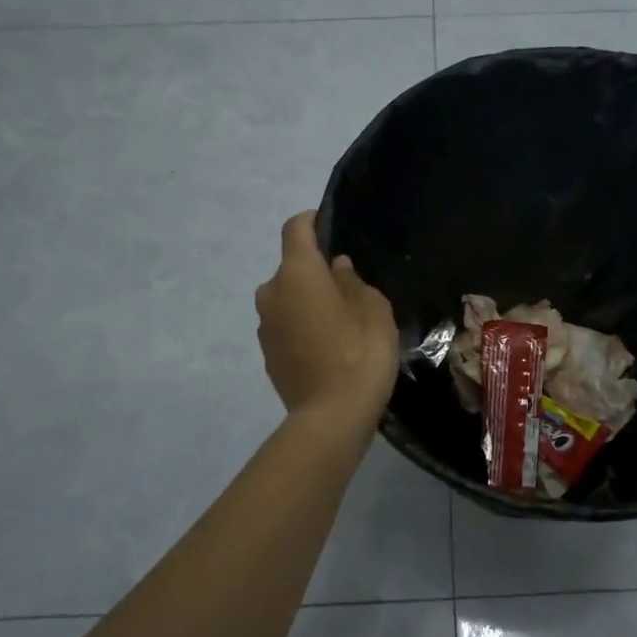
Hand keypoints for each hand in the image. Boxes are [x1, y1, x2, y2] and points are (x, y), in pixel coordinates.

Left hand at [256, 213, 398, 431]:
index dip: (312, 221)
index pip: (295, 229)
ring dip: (307, 303)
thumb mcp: (373, 308)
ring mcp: (264, 326)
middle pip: (291, 269)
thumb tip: (336, 268)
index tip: (330, 227)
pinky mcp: (267, 355)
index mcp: (296, 272)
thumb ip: (352, 281)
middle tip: (348, 289)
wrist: (332, 415)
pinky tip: (328, 349)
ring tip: (340, 323)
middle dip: (315, 272)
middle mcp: (271, 292)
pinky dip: (302, 329)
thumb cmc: (360, 351)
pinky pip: (286, 328)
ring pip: (287, 300)